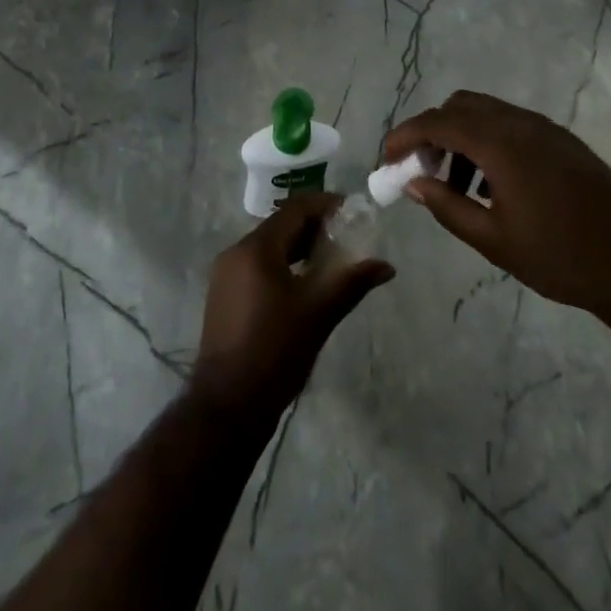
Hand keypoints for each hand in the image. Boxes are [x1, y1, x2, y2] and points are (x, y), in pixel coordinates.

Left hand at [189, 192, 394, 424]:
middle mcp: (236, 252)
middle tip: (348, 237)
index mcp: (256, 248)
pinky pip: (258, 265)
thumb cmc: (275, 351)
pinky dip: (284, 264)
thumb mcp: (319, 313)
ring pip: (269, 246)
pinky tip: (305, 283)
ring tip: (332, 260)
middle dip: (315, 227)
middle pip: (281, 225)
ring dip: (300, 247)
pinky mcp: (224, 295)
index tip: (353, 212)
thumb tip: (386, 266)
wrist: (228, 405)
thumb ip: (352, 282)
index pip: (295, 209)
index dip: (326, 205)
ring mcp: (226, 274)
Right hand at [385, 90, 610, 317]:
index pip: (439, 122)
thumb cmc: (559, 257)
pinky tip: (492, 183)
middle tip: (420, 168)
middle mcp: (521, 124)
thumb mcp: (494, 241)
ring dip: (460, 135)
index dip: (406, 134)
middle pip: (461, 105)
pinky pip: (511, 124)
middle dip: (432, 130)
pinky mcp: (561, 139)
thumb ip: (448, 206)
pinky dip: (487, 139)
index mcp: (501, 145)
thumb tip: (414, 184)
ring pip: (486, 112)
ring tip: (457, 183)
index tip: (387, 157)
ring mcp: (545, 128)